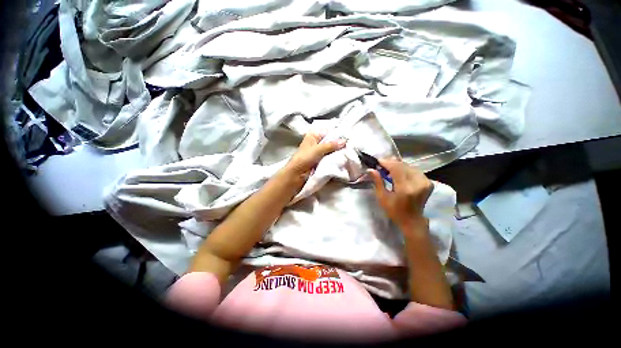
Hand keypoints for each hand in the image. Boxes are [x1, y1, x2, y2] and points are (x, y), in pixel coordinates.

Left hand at [283, 131, 345, 180]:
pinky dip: (336, 159)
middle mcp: (317, 143)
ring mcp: (320, 153)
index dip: (337, 134)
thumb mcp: (317, 150)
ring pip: (332, 150)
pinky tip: (344, 159)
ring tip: (349, 152)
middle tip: (350, 146)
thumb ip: (330, 145)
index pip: (328, 132)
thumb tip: (344, 141)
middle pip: (331, 141)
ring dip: (338, 152)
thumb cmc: (303, 159)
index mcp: (313, 136)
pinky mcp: (322, 161)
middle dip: (339, 144)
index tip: (347, 137)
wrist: (297, 175)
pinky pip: (331, 158)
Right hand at [369, 158, 433, 229]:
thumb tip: (371, 169)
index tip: (377, 161)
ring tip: (389, 169)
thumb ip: (378, 182)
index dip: (387, 163)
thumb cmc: (394, 211)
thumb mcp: (382, 198)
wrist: (412, 221)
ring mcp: (425, 182)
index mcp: (405, 189)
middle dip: (391, 163)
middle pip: (403, 166)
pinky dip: (405, 169)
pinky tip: (399, 173)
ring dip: (398, 165)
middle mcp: (417, 183)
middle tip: (381, 164)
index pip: (396, 169)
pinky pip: (415, 170)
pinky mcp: (428, 182)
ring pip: (409, 166)